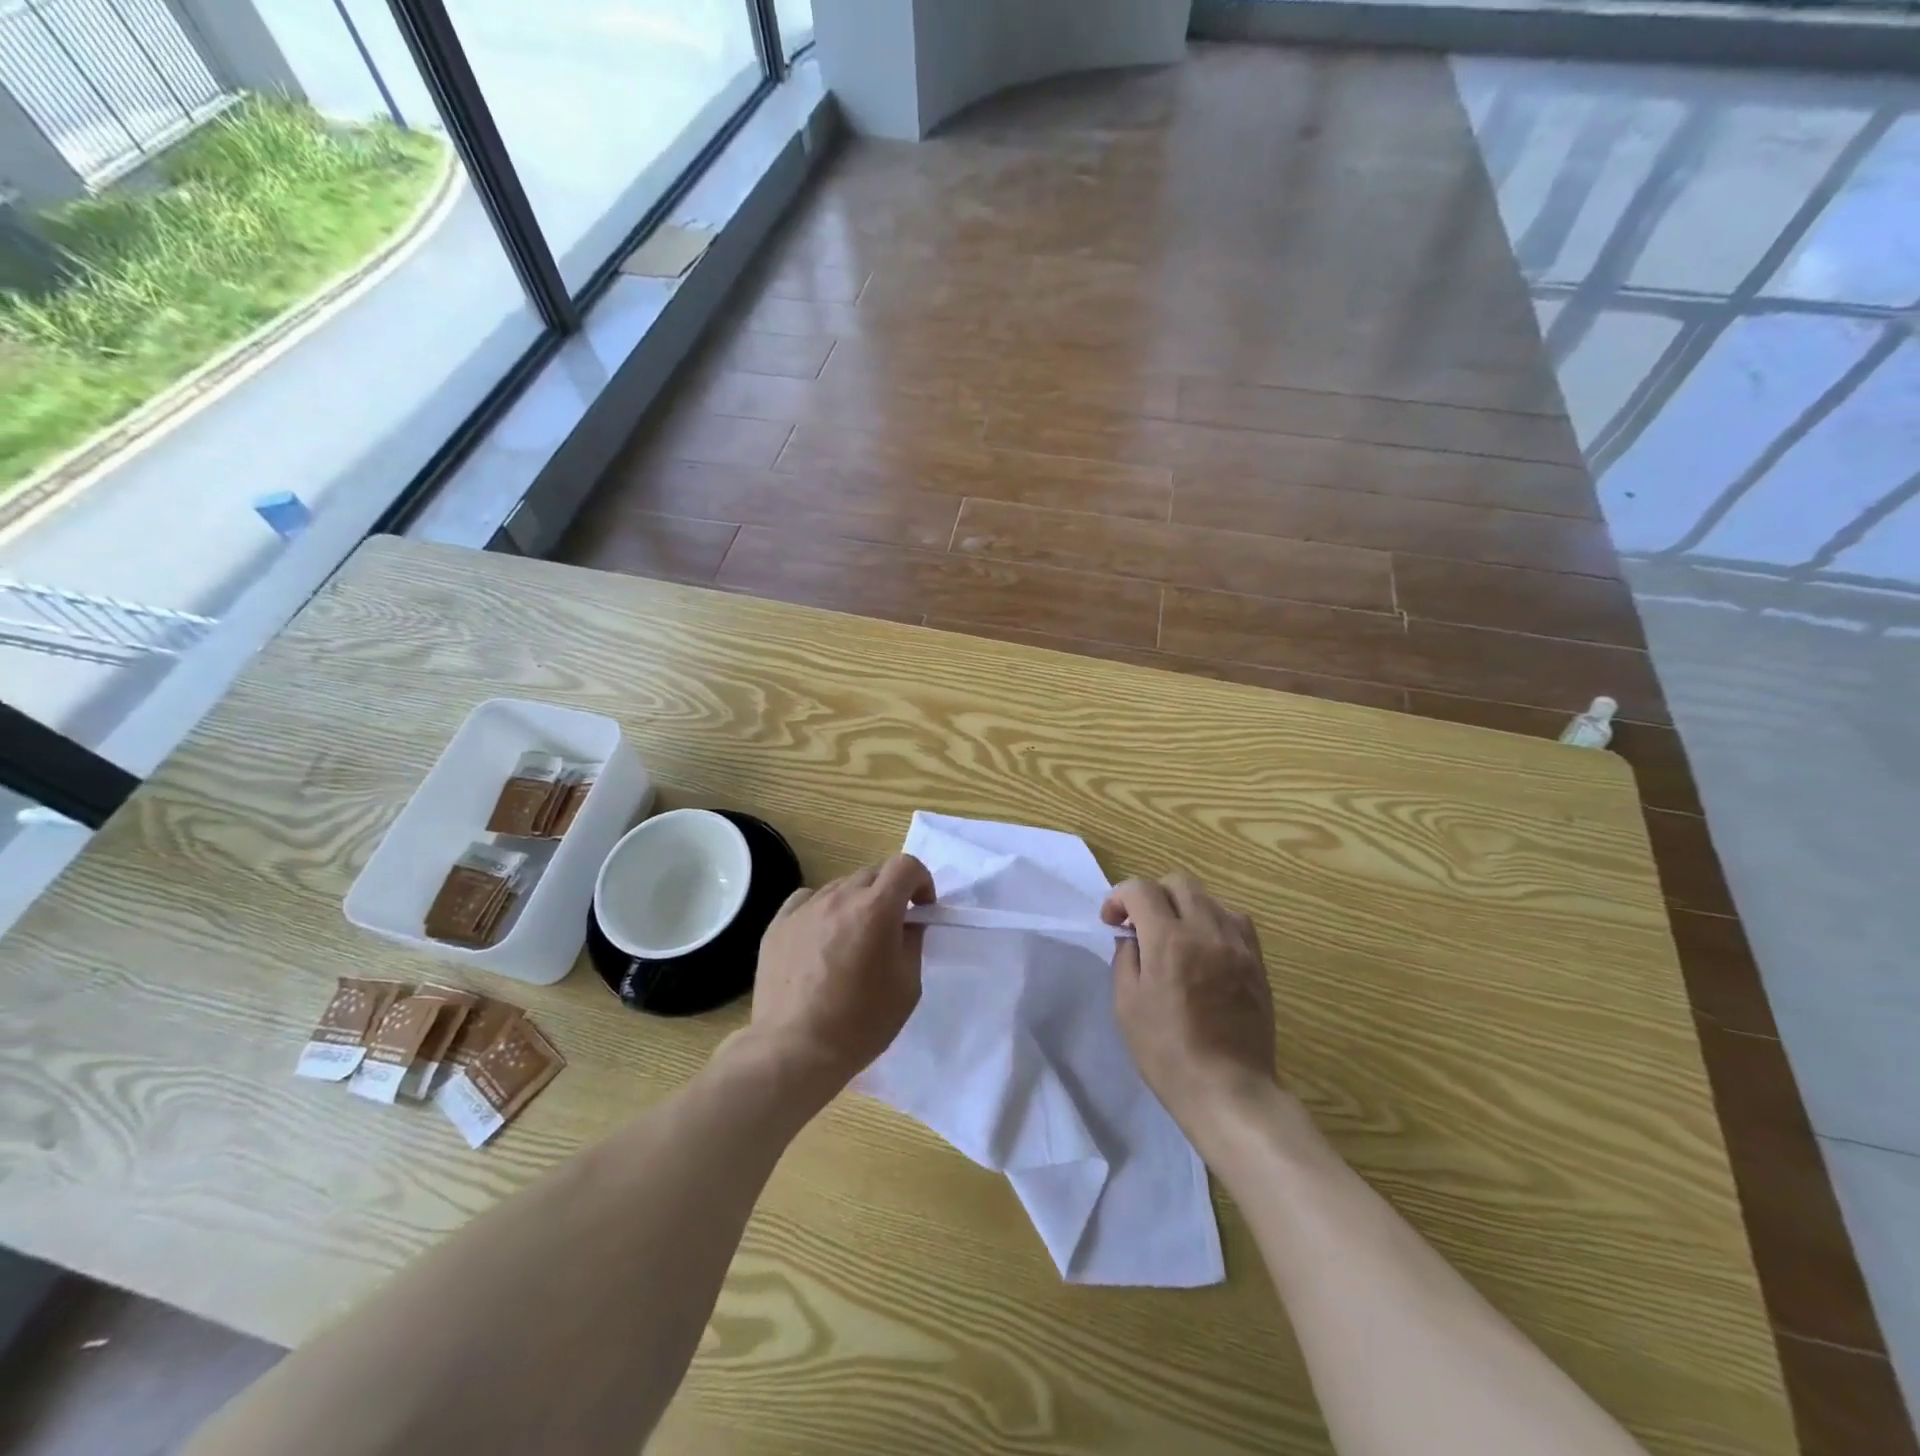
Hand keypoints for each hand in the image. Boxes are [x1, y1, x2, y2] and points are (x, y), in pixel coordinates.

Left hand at [748, 855, 935, 1091]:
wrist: (795, 1050)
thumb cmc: (860, 1023)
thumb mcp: (907, 986)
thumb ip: (912, 942)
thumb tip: (907, 922)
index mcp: (876, 909)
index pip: (905, 865)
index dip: (921, 880)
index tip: (921, 909)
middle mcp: (840, 897)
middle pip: (873, 874)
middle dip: (889, 893)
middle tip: (891, 928)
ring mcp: (805, 909)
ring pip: (840, 887)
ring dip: (856, 902)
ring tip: (853, 940)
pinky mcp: (778, 925)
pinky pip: (807, 901)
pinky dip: (822, 910)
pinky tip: (821, 938)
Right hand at [1103, 874, 1275, 1138]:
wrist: (1229, 1090)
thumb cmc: (1167, 1051)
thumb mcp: (1126, 1004)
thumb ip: (1126, 958)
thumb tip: (1133, 936)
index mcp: (1168, 940)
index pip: (1140, 889)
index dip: (1119, 897)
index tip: (1113, 922)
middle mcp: (1206, 930)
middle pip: (1178, 882)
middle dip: (1152, 895)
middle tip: (1141, 925)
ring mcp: (1237, 944)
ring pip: (1209, 897)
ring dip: (1184, 907)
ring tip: (1175, 936)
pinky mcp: (1257, 961)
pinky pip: (1235, 920)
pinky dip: (1213, 921)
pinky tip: (1205, 947)